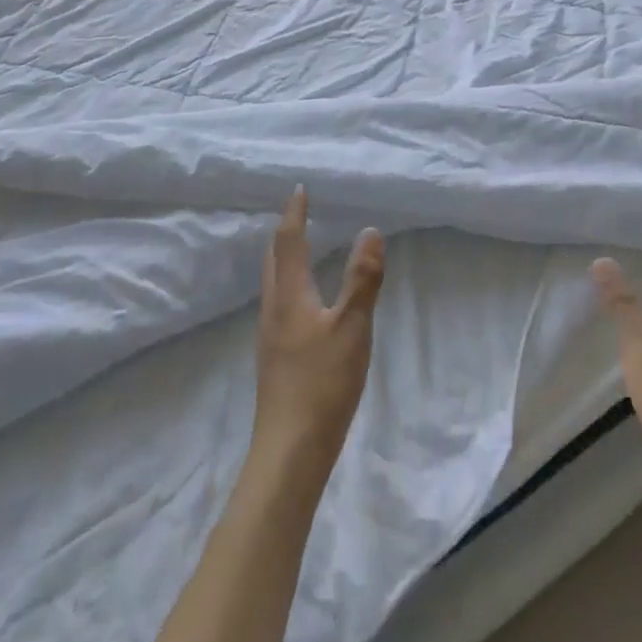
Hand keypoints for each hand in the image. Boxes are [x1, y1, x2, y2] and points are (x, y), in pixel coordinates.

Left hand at [253, 187, 384, 468]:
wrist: (289, 452)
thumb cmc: (322, 384)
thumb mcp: (352, 328)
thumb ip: (363, 279)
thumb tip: (370, 230)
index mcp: (289, 296)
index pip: (289, 243)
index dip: (294, 214)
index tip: (299, 189)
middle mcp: (273, 310)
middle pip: (272, 260)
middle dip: (284, 233)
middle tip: (299, 213)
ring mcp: (271, 337)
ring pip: (273, 284)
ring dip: (284, 259)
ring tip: (302, 249)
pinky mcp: (275, 359)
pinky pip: (279, 304)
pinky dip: (290, 284)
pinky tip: (305, 301)